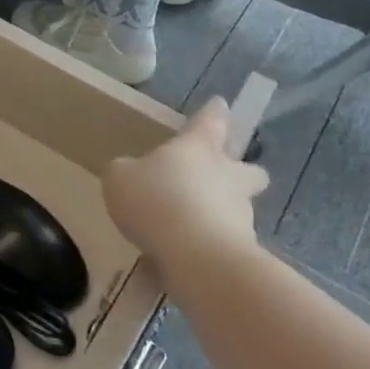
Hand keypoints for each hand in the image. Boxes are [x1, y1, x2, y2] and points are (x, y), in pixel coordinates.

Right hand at [102, 98, 268, 260]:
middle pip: (248, 170)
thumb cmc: (157, 200)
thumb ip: (125, 171)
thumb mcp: (120, 178)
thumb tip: (130, 173)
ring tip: (185, 234)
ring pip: (236, 210)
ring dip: (218, 217)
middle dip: (243, 172)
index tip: (220, 104)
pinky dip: (205, 251)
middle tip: (225, 178)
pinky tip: (180, 264)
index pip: (210, 121)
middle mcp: (227, 177)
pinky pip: (221, 246)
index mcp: (198, 149)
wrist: (198, 258)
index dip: (213, 113)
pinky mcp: (243, 254)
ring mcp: (241, 217)